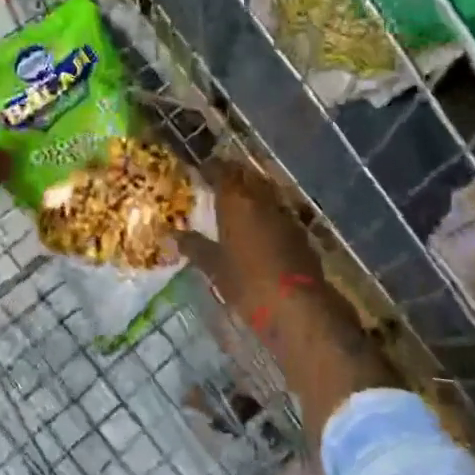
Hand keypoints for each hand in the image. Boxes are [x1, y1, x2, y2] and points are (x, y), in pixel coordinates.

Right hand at [178, 159, 324, 326]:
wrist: (297, 306)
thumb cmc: (247, 283)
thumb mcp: (215, 267)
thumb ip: (195, 247)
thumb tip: (174, 235)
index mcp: (236, 200)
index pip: (221, 170)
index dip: (210, 168)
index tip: (200, 171)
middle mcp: (262, 198)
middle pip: (246, 176)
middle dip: (232, 176)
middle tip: (217, 185)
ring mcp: (284, 213)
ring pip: (265, 191)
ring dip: (251, 192)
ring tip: (236, 203)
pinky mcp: (300, 230)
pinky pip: (278, 210)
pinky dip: (266, 212)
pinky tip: (259, 226)